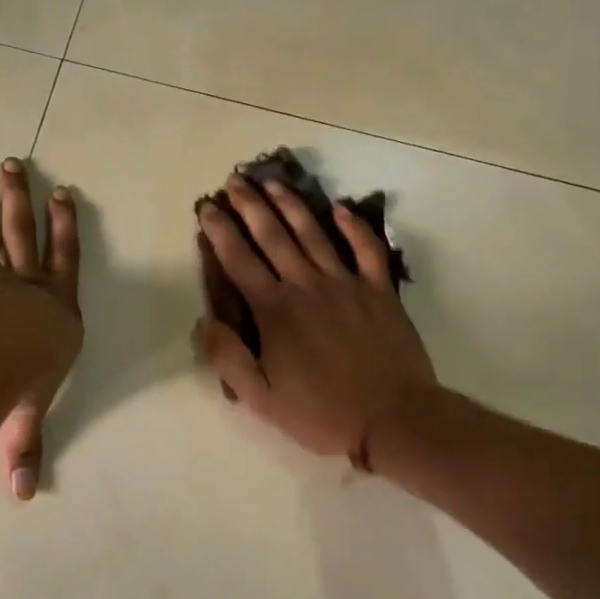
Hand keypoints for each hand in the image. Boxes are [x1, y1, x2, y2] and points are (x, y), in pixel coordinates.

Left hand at [0, 157, 80, 499]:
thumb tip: (25, 497)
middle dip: (20, 199)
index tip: (62, 192)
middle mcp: (27, 286)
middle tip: (12, 164)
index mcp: (57, 307)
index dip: (64, 226)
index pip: (66, 257)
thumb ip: (24, 449)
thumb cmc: (30, 376)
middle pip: (24, 233)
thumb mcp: (31, 414)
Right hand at [196, 175, 435, 461]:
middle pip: (273, 236)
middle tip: (236, 181)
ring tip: (273, 183)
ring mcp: (346, 283)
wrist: (393, 417)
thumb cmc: (321, 412)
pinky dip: (353, 225)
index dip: (220, 232)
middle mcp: (306, 285)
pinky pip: (366, 248)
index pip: (239, 261)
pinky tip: (339, 207)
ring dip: (290, 205)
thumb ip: (228, 358)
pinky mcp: (379, 289)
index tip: (207, 208)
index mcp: (275, 310)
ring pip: (313, 233)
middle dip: (251, 206)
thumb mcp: (260, 398)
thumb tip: (206, 322)